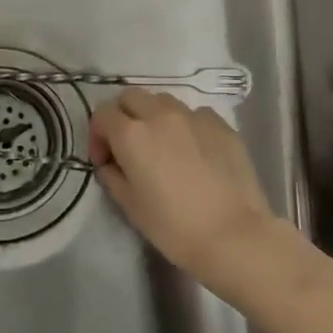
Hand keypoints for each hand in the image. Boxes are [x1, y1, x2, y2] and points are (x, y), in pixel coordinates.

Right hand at [88, 89, 274, 275]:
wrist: (234, 236)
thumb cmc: (174, 226)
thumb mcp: (130, 206)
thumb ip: (112, 175)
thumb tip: (111, 163)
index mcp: (131, 134)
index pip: (102, 113)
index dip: (98, 135)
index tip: (106, 160)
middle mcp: (160, 114)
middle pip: (131, 96)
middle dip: (123, 116)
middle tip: (129, 146)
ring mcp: (194, 116)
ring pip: (163, 101)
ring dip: (154, 116)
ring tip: (163, 146)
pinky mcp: (221, 124)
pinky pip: (194, 114)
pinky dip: (186, 125)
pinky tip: (194, 152)